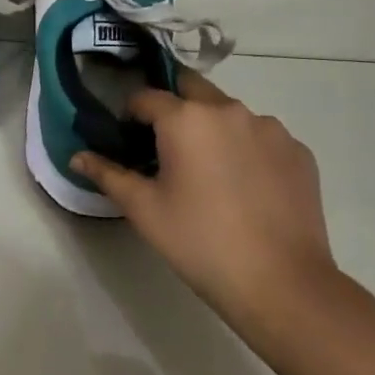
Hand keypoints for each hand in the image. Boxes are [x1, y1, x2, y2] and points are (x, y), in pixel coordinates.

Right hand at [72, 74, 336, 330]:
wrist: (282, 284)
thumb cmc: (200, 242)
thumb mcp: (143, 209)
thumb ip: (107, 174)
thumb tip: (76, 156)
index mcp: (185, 118)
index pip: (145, 96)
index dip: (130, 114)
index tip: (128, 140)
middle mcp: (228, 109)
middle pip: (190, 89)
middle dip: (174, 108)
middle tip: (168, 148)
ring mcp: (269, 128)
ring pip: (229, 113)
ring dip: (213, 128)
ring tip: (211, 173)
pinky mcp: (298, 150)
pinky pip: (261, 136)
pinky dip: (247, 149)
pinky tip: (246, 187)